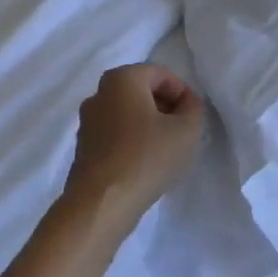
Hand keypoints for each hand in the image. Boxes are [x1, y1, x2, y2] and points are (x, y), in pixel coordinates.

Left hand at [67, 64, 205, 221]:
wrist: (102, 202)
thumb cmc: (148, 157)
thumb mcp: (187, 129)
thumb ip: (194, 108)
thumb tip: (187, 103)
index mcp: (122, 79)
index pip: (161, 74)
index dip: (183, 92)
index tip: (193, 116)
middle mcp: (99, 93)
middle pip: (141, 91)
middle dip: (166, 107)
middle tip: (183, 130)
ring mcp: (87, 121)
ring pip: (127, 113)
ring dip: (149, 124)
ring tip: (166, 149)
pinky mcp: (84, 147)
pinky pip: (115, 133)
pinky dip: (133, 140)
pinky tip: (146, 163)